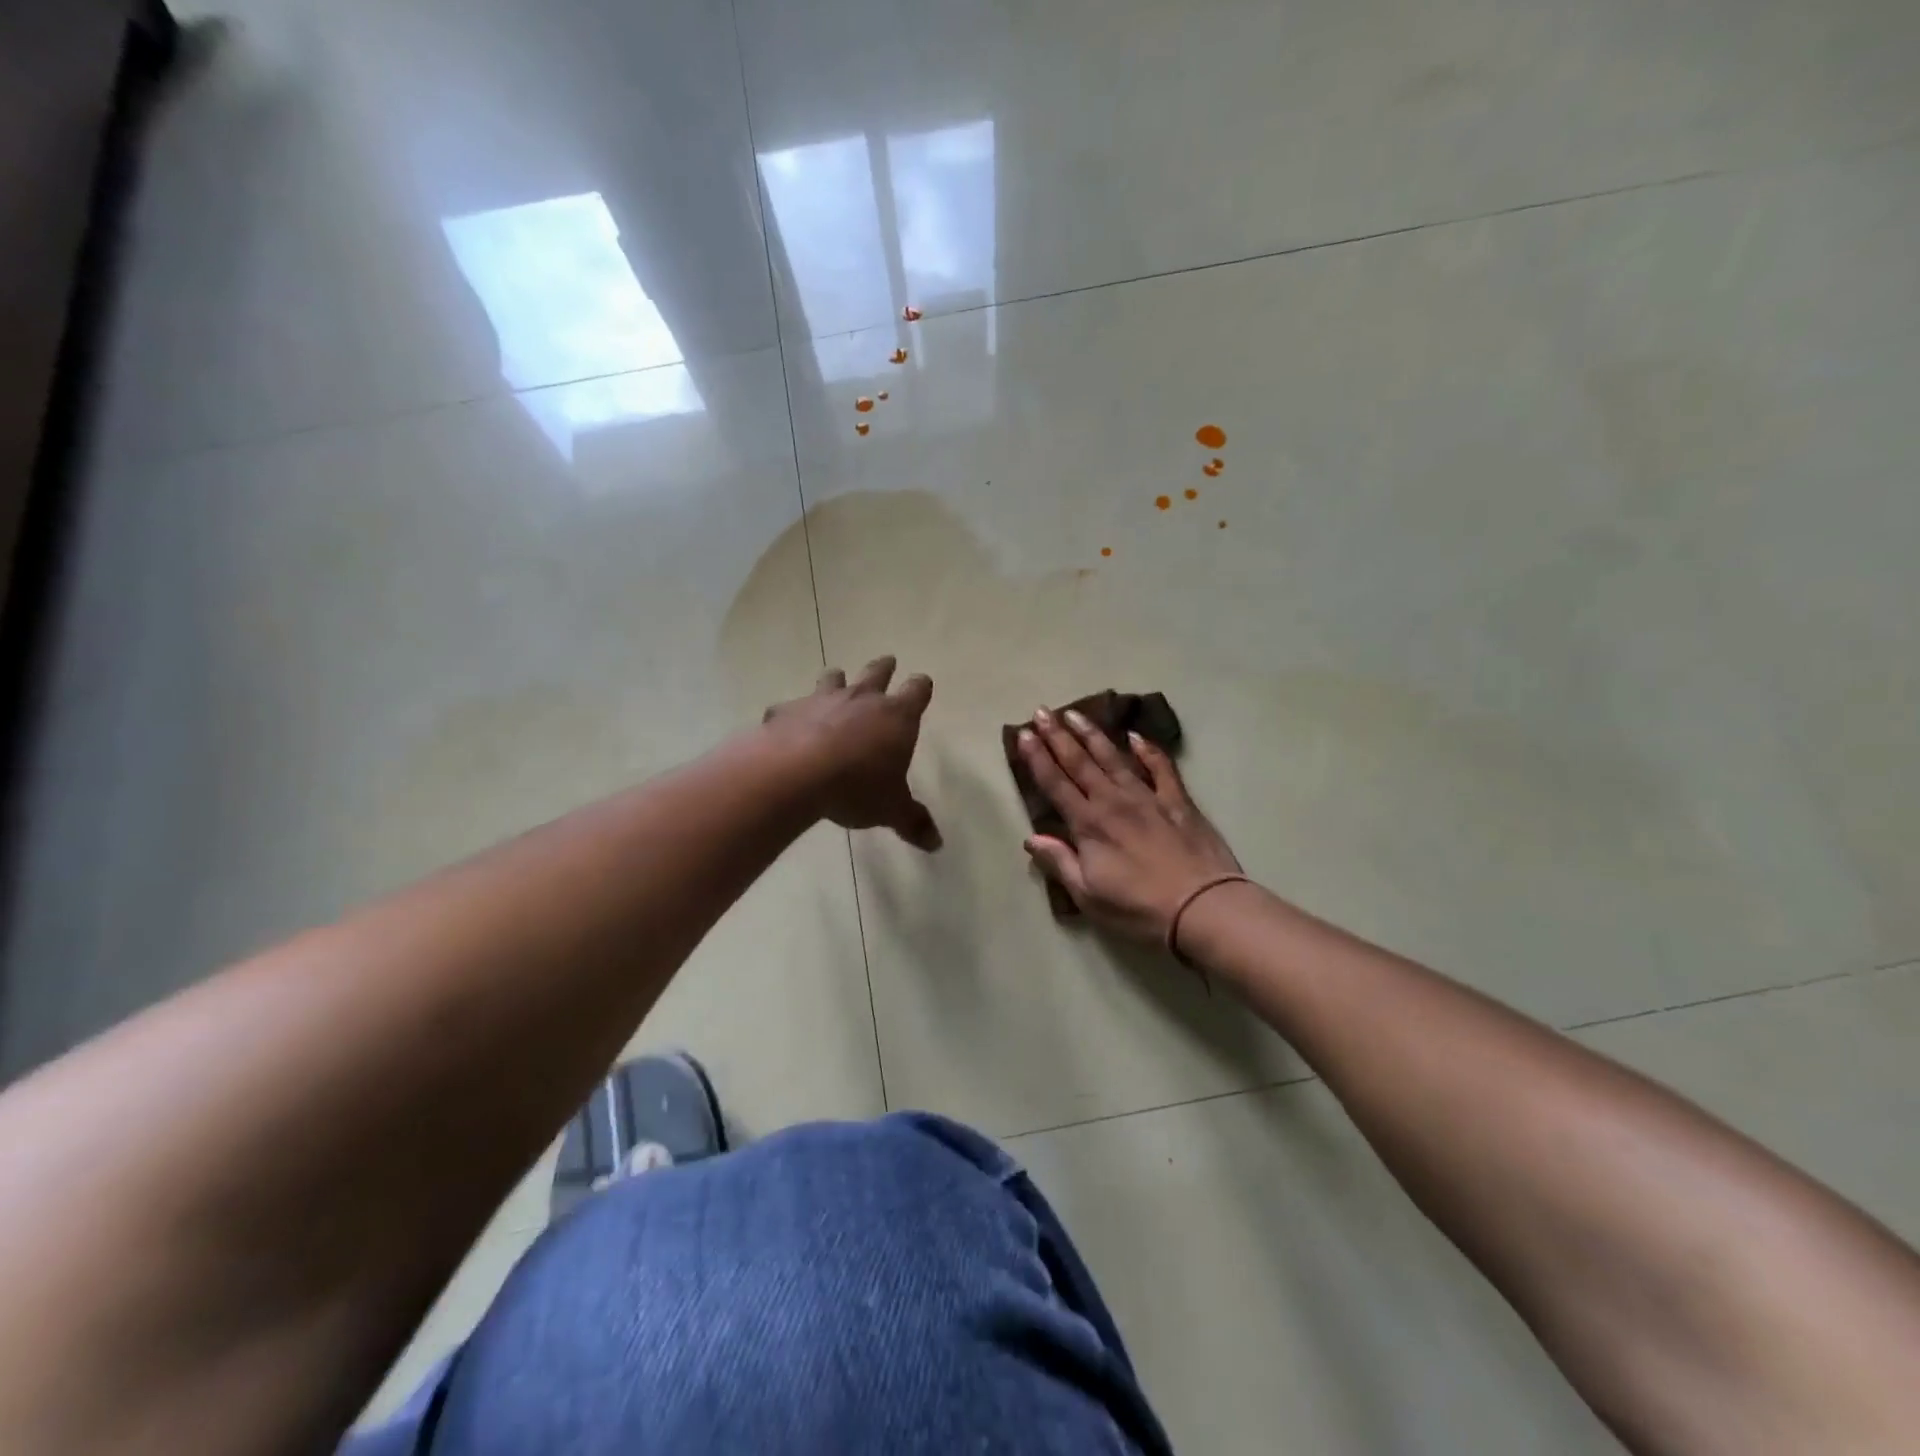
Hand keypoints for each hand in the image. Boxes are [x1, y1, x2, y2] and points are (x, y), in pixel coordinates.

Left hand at [763, 657, 941, 851]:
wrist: (795, 774)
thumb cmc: (856, 787)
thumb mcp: (890, 810)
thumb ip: (913, 822)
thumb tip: (937, 844)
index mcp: (896, 716)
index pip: (917, 690)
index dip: (921, 687)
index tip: (922, 685)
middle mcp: (862, 698)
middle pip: (877, 671)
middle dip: (884, 667)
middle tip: (888, 662)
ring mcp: (822, 699)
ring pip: (833, 677)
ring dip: (838, 680)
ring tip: (837, 681)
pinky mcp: (787, 709)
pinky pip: (791, 706)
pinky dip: (793, 713)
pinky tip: (787, 724)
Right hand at [1017, 707, 1240, 941]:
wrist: (1202, 907)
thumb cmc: (1139, 908)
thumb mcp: (1088, 895)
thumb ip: (1059, 862)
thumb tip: (1031, 838)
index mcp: (1089, 825)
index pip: (1055, 784)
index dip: (1037, 758)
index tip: (1024, 734)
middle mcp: (1113, 802)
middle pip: (1080, 762)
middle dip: (1058, 736)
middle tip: (1042, 711)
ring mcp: (1148, 797)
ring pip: (1114, 758)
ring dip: (1092, 734)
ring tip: (1075, 714)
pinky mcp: (1177, 802)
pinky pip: (1161, 768)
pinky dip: (1149, 750)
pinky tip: (1137, 736)